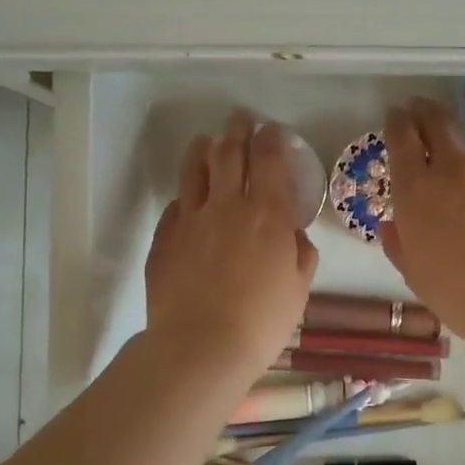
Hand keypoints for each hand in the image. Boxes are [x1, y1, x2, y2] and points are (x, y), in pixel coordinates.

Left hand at [144, 110, 319, 373]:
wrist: (200, 346)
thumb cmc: (262, 320)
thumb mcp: (298, 288)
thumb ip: (300, 253)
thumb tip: (293, 234)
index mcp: (266, 214)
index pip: (268, 161)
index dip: (270, 140)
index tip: (270, 130)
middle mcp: (226, 206)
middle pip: (229, 155)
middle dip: (236, 131)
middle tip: (239, 118)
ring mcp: (190, 221)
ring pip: (194, 173)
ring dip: (202, 151)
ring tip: (205, 141)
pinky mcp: (164, 241)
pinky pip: (174, 208)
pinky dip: (183, 198)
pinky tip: (185, 199)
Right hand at [379, 81, 464, 342]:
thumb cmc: (459, 292)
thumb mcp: (416, 274)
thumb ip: (400, 245)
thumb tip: (391, 226)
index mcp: (416, 192)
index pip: (401, 143)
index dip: (396, 123)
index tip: (395, 114)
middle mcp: (452, 170)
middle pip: (437, 124)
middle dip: (425, 109)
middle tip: (420, 104)